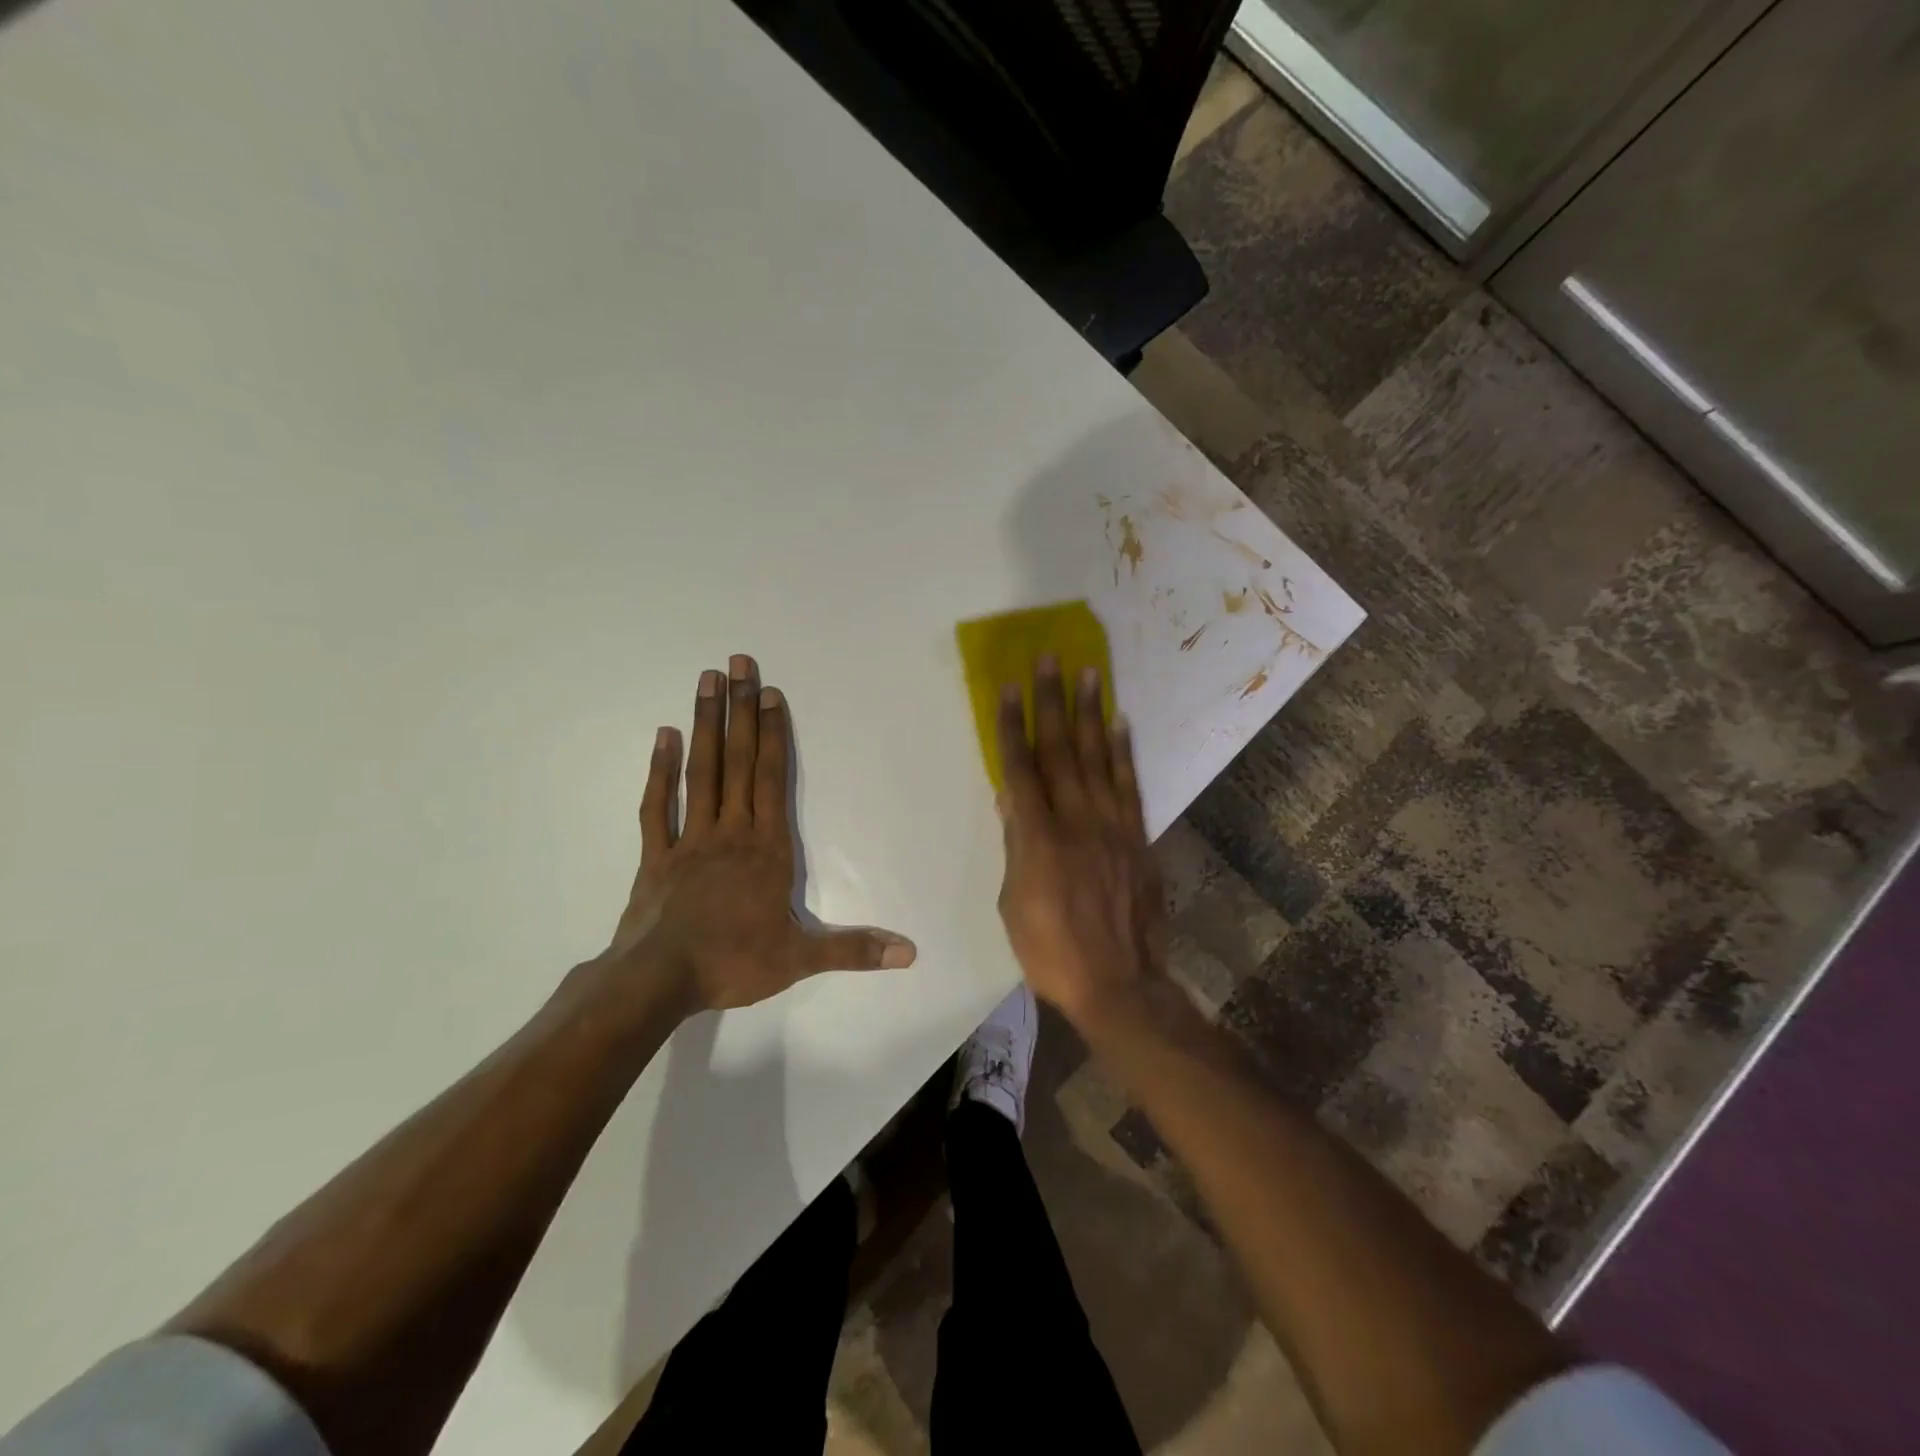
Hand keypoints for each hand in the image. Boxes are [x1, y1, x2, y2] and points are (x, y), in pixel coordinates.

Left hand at [604, 654, 916, 1013]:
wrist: (660, 981)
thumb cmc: (734, 963)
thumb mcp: (801, 959)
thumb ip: (855, 949)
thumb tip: (910, 954)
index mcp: (766, 848)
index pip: (772, 779)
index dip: (772, 734)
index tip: (769, 693)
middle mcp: (730, 831)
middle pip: (737, 761)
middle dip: (740, 711)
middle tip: (738, 663)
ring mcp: (690, 839)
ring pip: (700, 772)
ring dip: (705, 725)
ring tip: (707, 681)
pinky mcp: (657, 855)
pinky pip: (659, 805)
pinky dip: (660, 770)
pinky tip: (663, 735)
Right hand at [995, 656, 1166, 1028]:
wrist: (1119, 983)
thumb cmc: (1051, 951)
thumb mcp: (1013, 903)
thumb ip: (1015, 846)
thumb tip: (1011, 799)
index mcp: (1037, 838)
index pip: (1019, 769)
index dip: (1011, 726)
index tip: (1007, 688)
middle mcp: (1076, 820)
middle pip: (1060, 750)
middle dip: (1051, 701)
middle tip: (1049, 660)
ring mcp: (1112, 826)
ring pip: (1097, 758)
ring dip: (1090, 714)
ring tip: (1089, 674)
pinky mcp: (1137, 837)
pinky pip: (1129, 785)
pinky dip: (1123, 752)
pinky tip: (1118, 724)